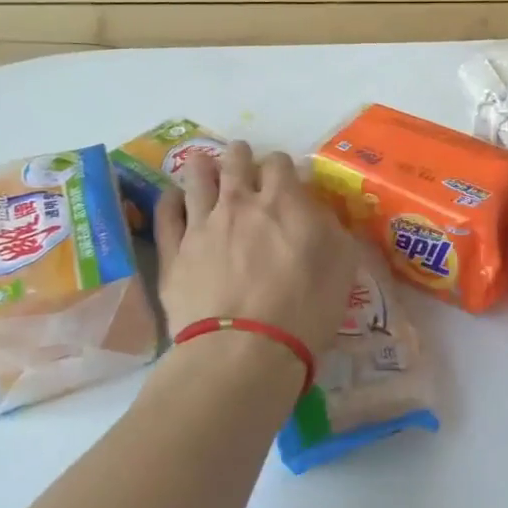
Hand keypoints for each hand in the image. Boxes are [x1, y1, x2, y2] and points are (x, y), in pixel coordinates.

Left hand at [153, 140, 357, 360]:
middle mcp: (240, 203)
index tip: (286, 180)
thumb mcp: (342, 265)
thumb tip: (318, 212)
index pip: (280, 163)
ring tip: (205, 166)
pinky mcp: (173, 253)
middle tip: (243, 163)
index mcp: (283, 201)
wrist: (243, 351)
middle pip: (235, 161)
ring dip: (203, 167)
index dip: (283, 167)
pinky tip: (173, 198)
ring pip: (197, 179)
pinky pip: (166, 213)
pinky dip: (170, 200)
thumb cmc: (305, 309)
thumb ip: (331, 228)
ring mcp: (201, 225)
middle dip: (241, 156)